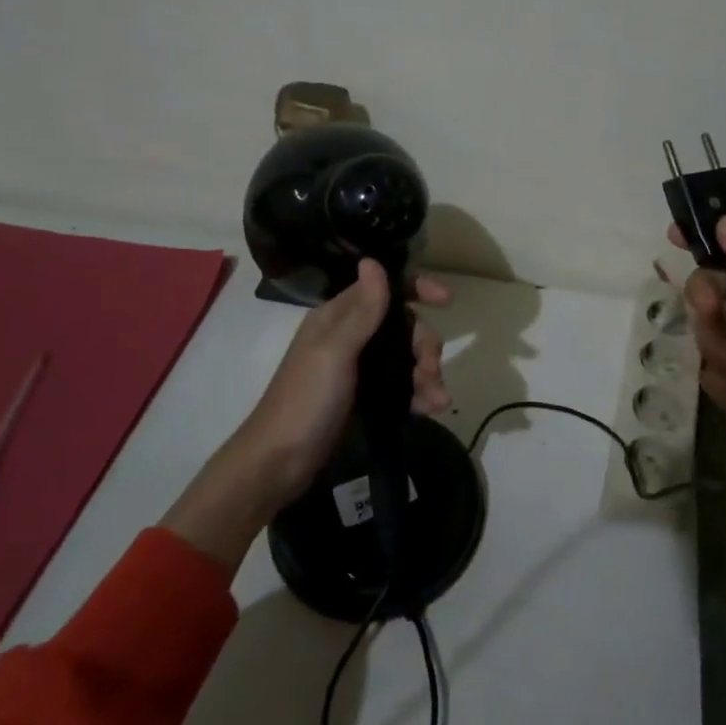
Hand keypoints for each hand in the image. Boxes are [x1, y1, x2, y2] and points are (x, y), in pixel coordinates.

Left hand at [236, 259, 451, 504]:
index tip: (446, 300)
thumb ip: (362, 310)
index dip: (416, 290)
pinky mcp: (365, 398)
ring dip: (427, 374)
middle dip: (424, 346)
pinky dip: (419, 394)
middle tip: (431, 372)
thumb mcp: (335, 352)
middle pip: (403, 326)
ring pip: (406, 358)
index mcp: (337, 317)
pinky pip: (402, 386)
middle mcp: (350, 336)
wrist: (279, 464)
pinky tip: (431, 409)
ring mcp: (358, 369)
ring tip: (438, 401)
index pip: (383, 289)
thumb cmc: (305, 401)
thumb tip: (373, 260)